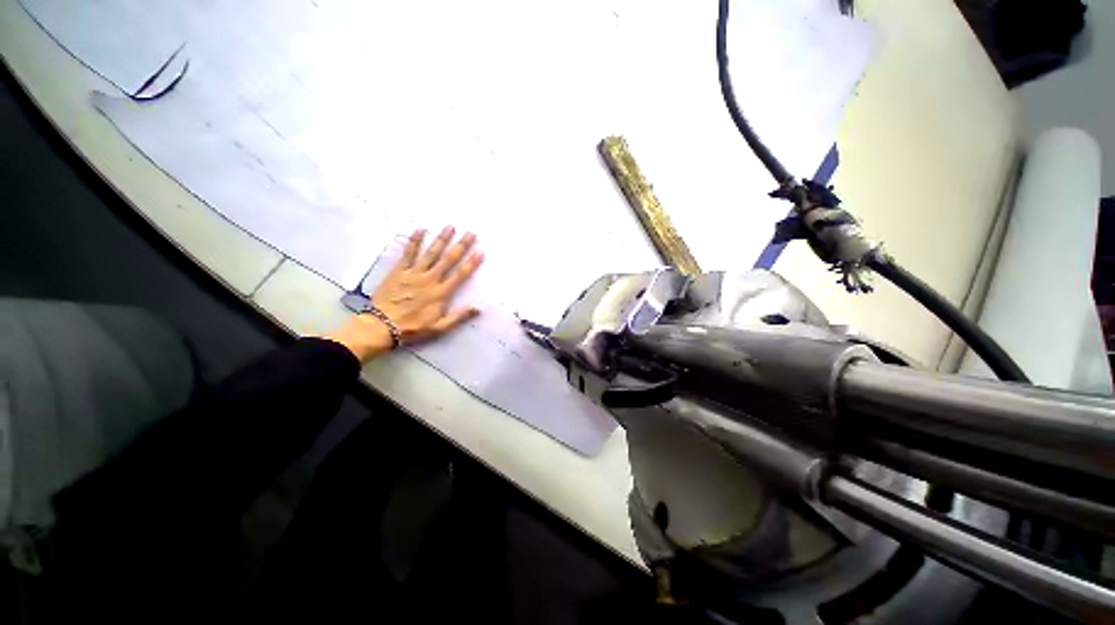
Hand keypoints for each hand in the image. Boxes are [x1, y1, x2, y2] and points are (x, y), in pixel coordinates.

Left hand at [328, 226, 483, 362]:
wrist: (381, 327)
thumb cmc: (413, 328)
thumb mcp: (439, 328)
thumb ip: (458, 317)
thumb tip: (478, 308)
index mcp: (440, 293)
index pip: (460, 275)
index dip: (471, 263)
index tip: (480, 251)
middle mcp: (429, 280)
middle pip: (448, 260)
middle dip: (460, 246)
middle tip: (470, 233)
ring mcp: (413, 273)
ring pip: (431, 253)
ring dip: (441, 239)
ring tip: (450, 227)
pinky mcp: (398, 271)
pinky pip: (408, 253)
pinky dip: (414, 241)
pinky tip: (420, 230)